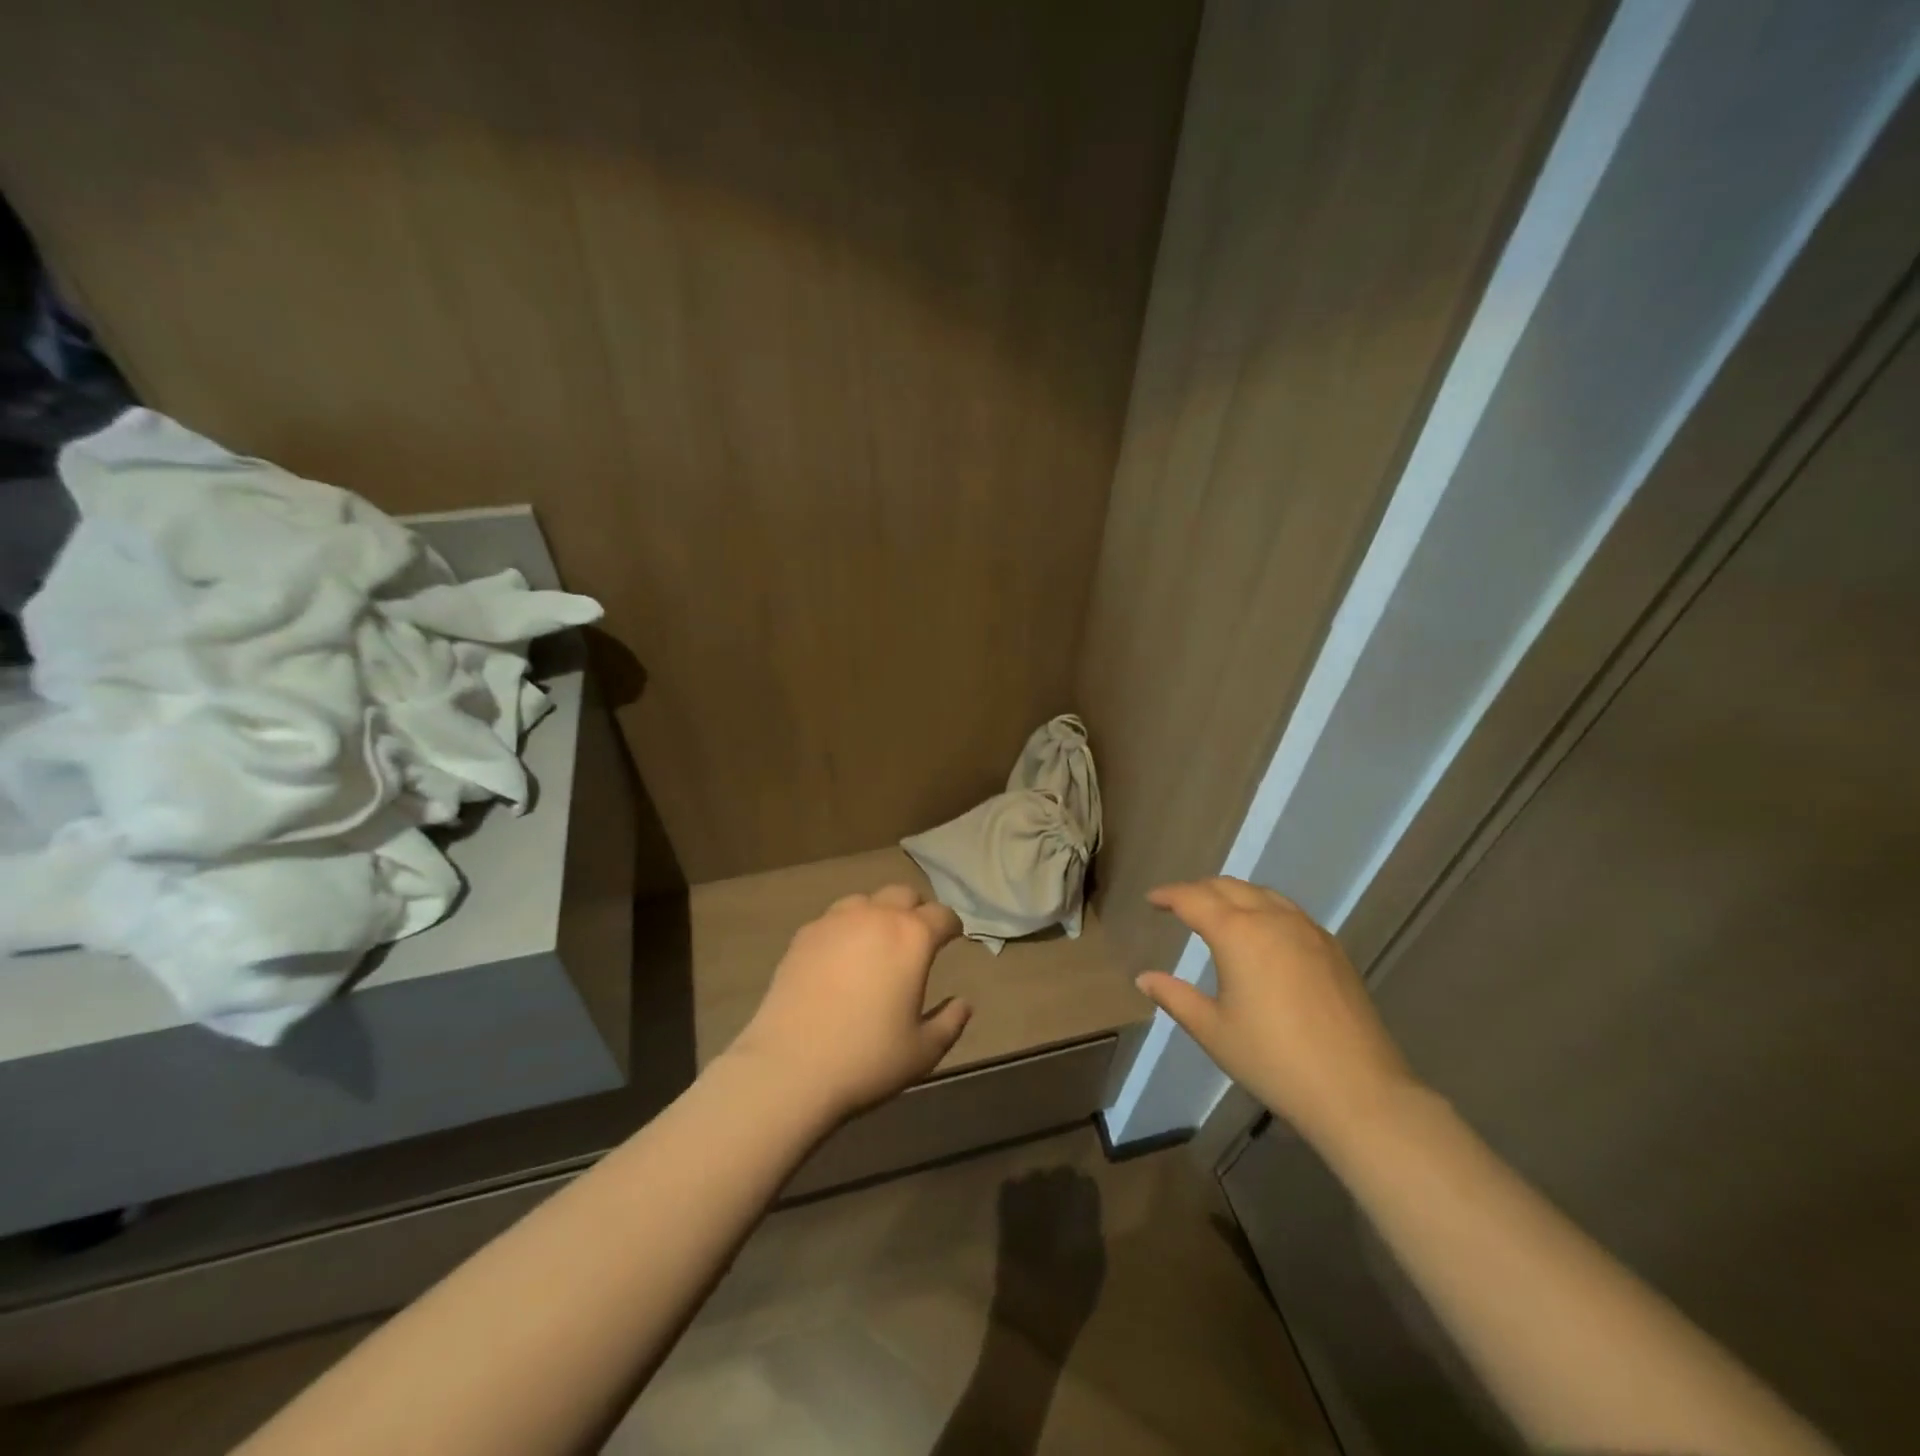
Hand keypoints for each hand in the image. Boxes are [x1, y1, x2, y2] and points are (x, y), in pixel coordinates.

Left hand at [728, 884, 970, 1122]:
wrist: (790, 1067)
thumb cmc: (867, 1058)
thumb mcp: (923, 1051)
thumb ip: (950, 1022)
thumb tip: (963, 1004)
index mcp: (912, 937)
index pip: (942, 915)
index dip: (951, 926)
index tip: (953, 939)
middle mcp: (876, 916)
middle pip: (903, 895)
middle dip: (915, 911)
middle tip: (916, 938)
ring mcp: (835, 922)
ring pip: (865, 901)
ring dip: (878, 914)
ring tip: (876, 944)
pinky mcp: (804, 936)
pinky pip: (833, 920)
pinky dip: (845, 930)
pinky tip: (841, 958)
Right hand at [1135, 877, 1417, 1149]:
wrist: (1358, 1090)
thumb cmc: (1273, 1060)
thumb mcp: (1213, 1031)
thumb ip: (1175, 997)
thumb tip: (1145, 978)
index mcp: (1237, 933)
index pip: (1194, 899)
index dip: (1169, 895)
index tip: (1152, 899)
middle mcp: (1272, 919)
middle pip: (1228, 887)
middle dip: (1199, 890)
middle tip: (1179, 903)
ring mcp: (1307, 931)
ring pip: (1262, 894)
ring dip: (1233, 894)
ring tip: (1217, 912)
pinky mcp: (1332, 948)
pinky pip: (1288, 911)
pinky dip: (1263, 908)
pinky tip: (1261, 933)